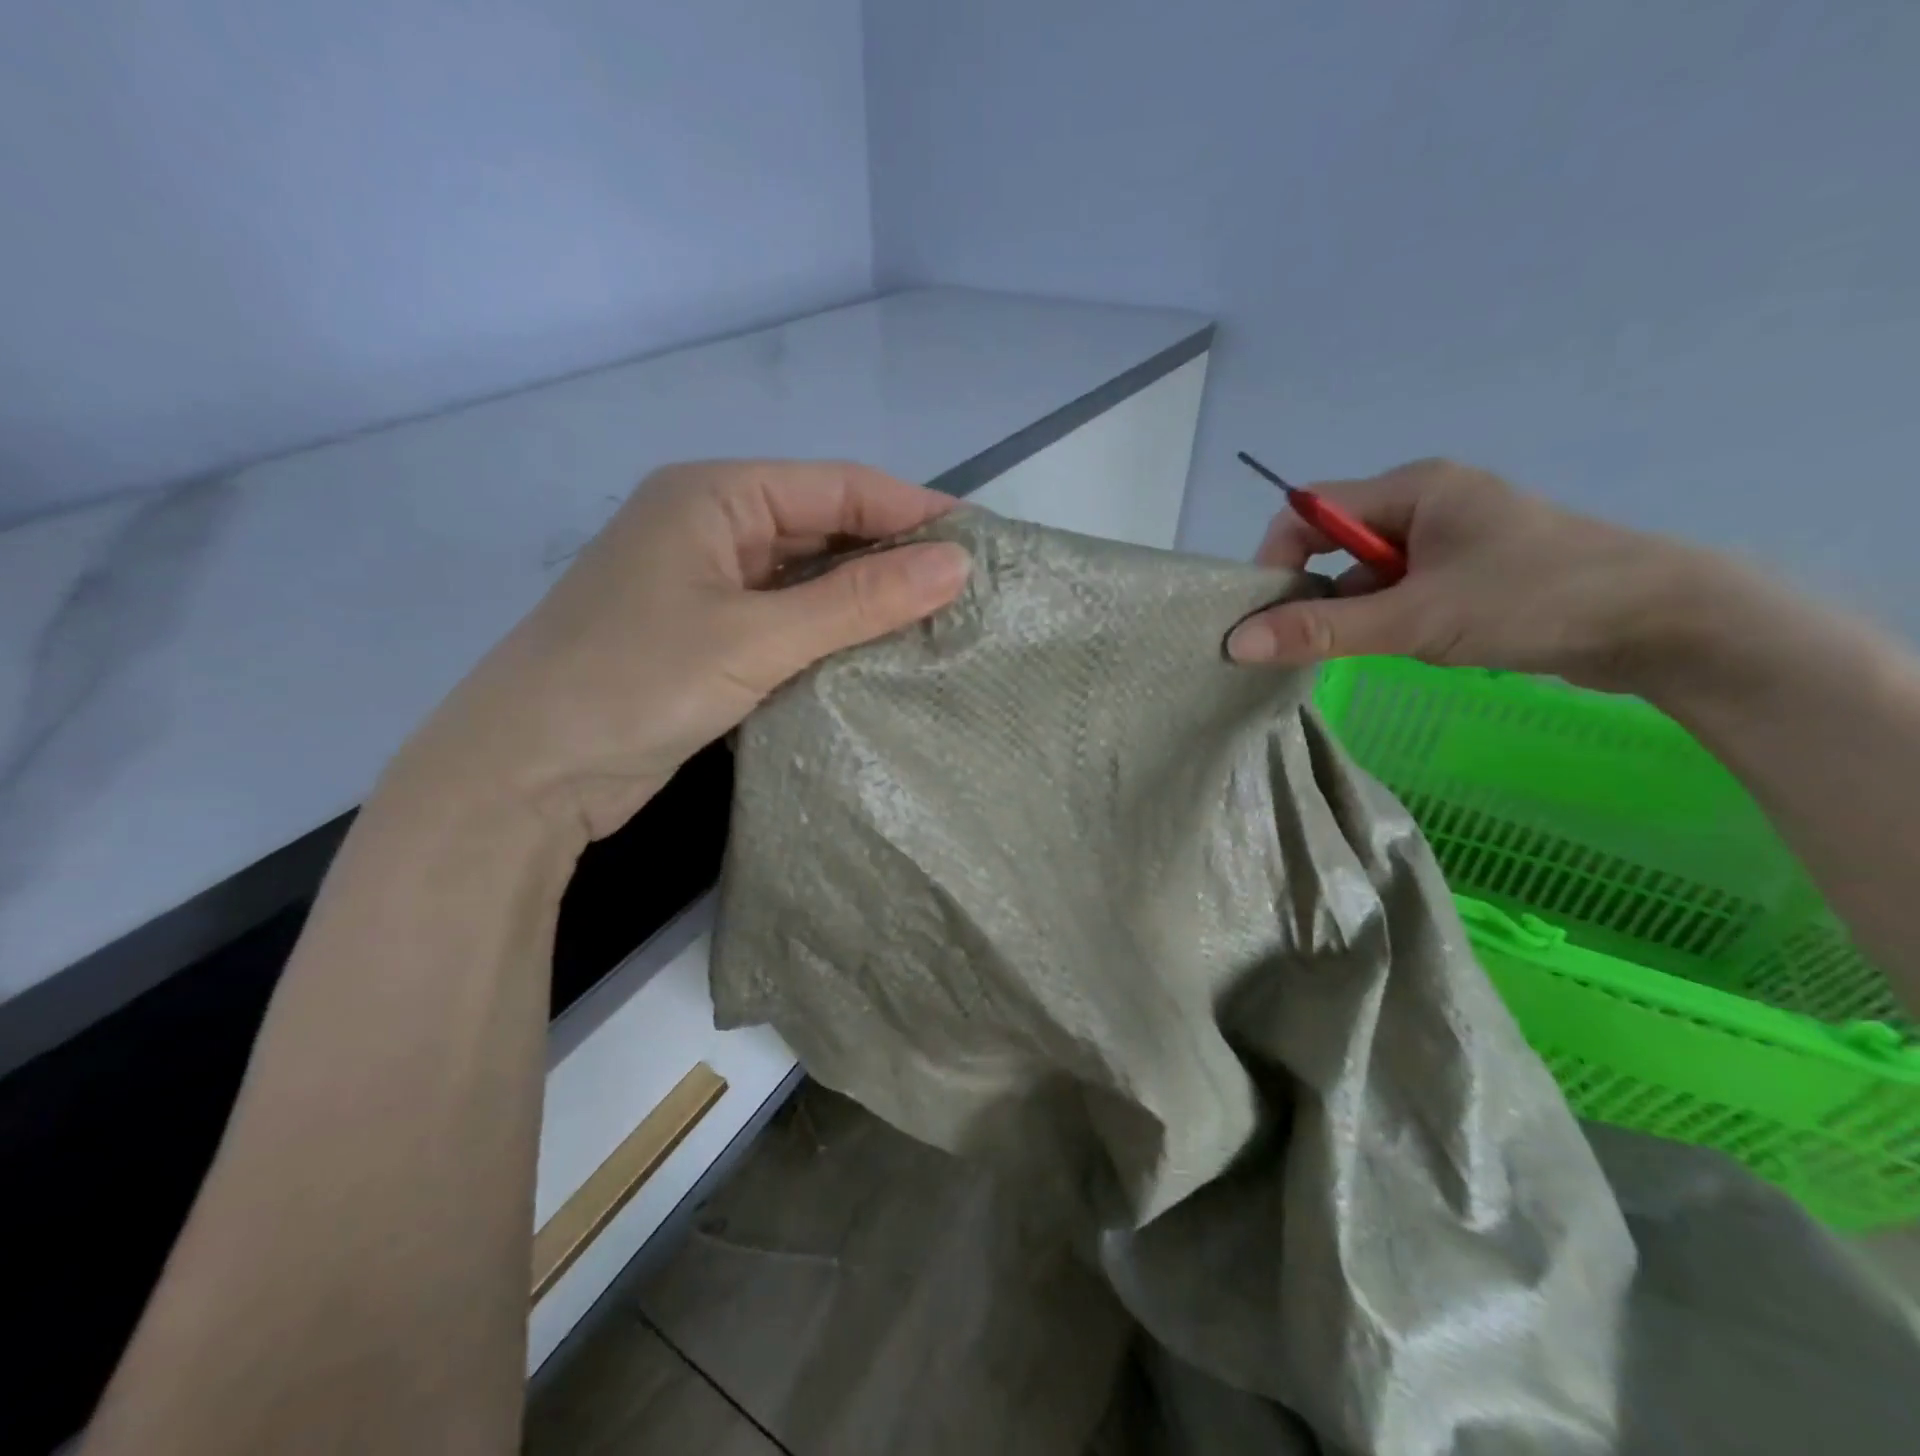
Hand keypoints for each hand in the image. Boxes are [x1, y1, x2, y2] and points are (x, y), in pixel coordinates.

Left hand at [392, 460, 970, 842]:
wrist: (523, 774)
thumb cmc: (635, 683)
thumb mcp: (758, 637)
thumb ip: (859, 601)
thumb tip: (957, 564)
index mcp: (714, 496)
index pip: (837, 486)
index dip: (912, 509)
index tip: (982, 542)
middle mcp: (710, 528)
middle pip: (822, 528)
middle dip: (892, 556)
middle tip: (966, 592)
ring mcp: (704, 585)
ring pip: (805, 578)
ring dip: (863, 599)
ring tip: (937, 622)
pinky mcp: (704, 638)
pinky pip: (784, 620)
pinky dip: (829, 634)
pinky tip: (874, 655)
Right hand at [1225, 458, 1706, 690]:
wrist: (1665, 624)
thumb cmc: (1532, 600)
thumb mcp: (1414, 619)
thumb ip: (1321, 631)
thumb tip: (1236, 644)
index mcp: (1413, 488)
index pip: (1309, 509)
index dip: (1277, 558)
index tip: (1266, 615)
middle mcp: (1427, 503)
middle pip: (1335, 542)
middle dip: (1315, 592)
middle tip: (1309, 642)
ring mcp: (1452, 539)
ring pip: (1367, 574)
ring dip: (1355, 612)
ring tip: (1373, 648)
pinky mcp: (1470, 573)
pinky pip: (1401, 591)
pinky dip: (1389, 620)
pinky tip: (1409, 646)